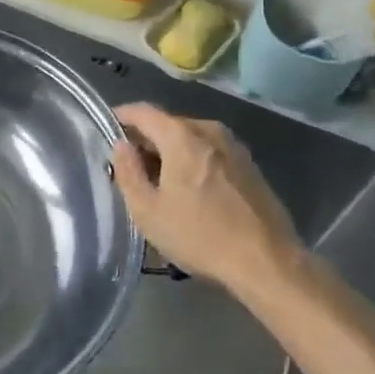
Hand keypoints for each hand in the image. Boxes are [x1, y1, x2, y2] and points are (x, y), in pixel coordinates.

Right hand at [110, 104, 303, 297]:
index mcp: (181, 135)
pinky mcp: (250, 165)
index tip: (107, 129)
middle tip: (131, 165)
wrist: (267, 261)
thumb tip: (121, 146)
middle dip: (146, 139)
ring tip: (160, 180)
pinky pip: (211, 152)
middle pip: (168, 124)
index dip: (121, 117)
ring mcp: (233, 146)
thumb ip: (128, 173)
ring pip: (191, 138)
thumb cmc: (200, 235)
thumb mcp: (148, 212)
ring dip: (172, 152)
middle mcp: (208, 130)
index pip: (142, 112)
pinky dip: (194, 161)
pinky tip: (192, 190)